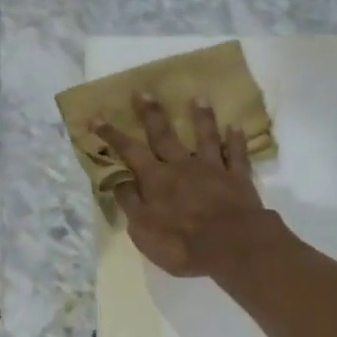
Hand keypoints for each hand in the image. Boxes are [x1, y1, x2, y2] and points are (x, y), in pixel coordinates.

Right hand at [95, 95, 278, 277]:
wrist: (231, 244)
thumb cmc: (180, 243)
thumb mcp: (142, 229)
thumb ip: (131, 203)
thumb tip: (118, 181)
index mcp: (156, 179)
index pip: (130, 152)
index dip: (112, 134)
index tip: (97, 116)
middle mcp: (182, 167)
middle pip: (164, 135)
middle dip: (152, 114)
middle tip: (144, 91)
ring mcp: (212, 170)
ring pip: (205, 138)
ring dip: (201, 117)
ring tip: (198, 97)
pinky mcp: (238, 179)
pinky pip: (237, 156)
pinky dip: (236, 141)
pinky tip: (236, 127)